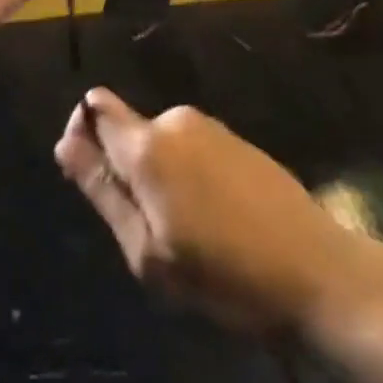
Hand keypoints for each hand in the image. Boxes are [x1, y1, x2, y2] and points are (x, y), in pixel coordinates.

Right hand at [55, 89, 382, 335]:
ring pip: (160, 143)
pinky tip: (214, 221)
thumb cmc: (225, 274)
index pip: (94, 108)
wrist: (318, 271)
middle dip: (125, 169)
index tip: (93, 180)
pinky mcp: (236, 139)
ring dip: (159, 176)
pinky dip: (187, 176)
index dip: (83, 135)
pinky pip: (190, 148)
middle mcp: (174, 119)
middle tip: (149, 231)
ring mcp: (209, 126)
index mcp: (147, 143)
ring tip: (187, 234)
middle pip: (128, 130)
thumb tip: (65, 143)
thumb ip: (103, 192)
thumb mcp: (149, 252)